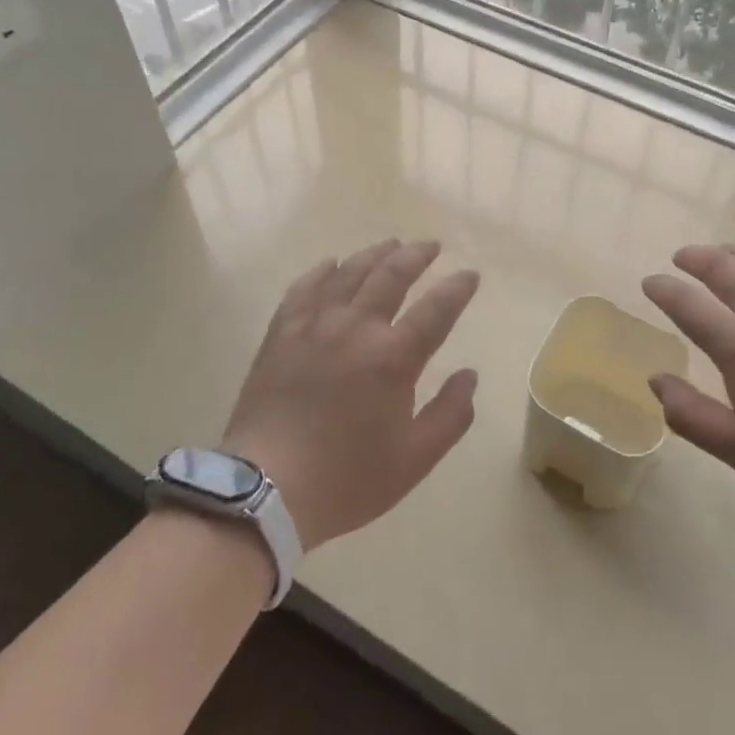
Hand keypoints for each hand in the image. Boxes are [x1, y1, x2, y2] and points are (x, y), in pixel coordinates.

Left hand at [221, 239, 480, 550]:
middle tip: (431, 246)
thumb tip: (469, 374)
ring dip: (375, 254)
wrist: (265, 491)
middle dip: (416, 255)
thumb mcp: (414, 459)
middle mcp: (356, 328)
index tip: (470, 275)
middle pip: (392, 275)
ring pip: (349, 273)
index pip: (436, 309)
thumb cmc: (347, 479)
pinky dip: (322, 271)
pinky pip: (304, 288)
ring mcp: (315, 325)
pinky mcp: (282, 333)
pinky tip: (331, 263)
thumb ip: (451, 414)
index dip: (457, 288)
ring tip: (391, 244)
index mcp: (394, 357)